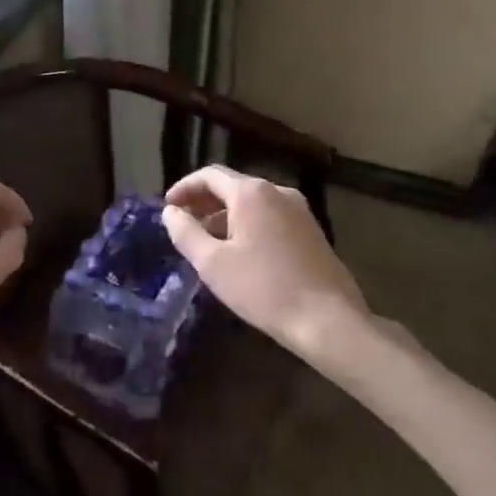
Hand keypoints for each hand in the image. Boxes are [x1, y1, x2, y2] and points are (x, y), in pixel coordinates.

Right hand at [162, 165, 370, 362]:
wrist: (327, 320)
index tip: (168, 207)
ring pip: (253, 203)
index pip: (209, 175)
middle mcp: (278, 192)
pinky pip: (270, 216)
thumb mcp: (212, 263)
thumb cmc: (263, 288)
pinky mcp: (312, 231)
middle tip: (183, 223)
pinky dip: (248, 224)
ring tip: (207, 241)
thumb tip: (171, 212)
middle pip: (232, 186)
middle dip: (204, 201)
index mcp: (252, 193)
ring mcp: (300, 210)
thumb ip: (186, 232)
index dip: (184, 187)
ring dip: (225, 215)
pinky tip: (239, 252)